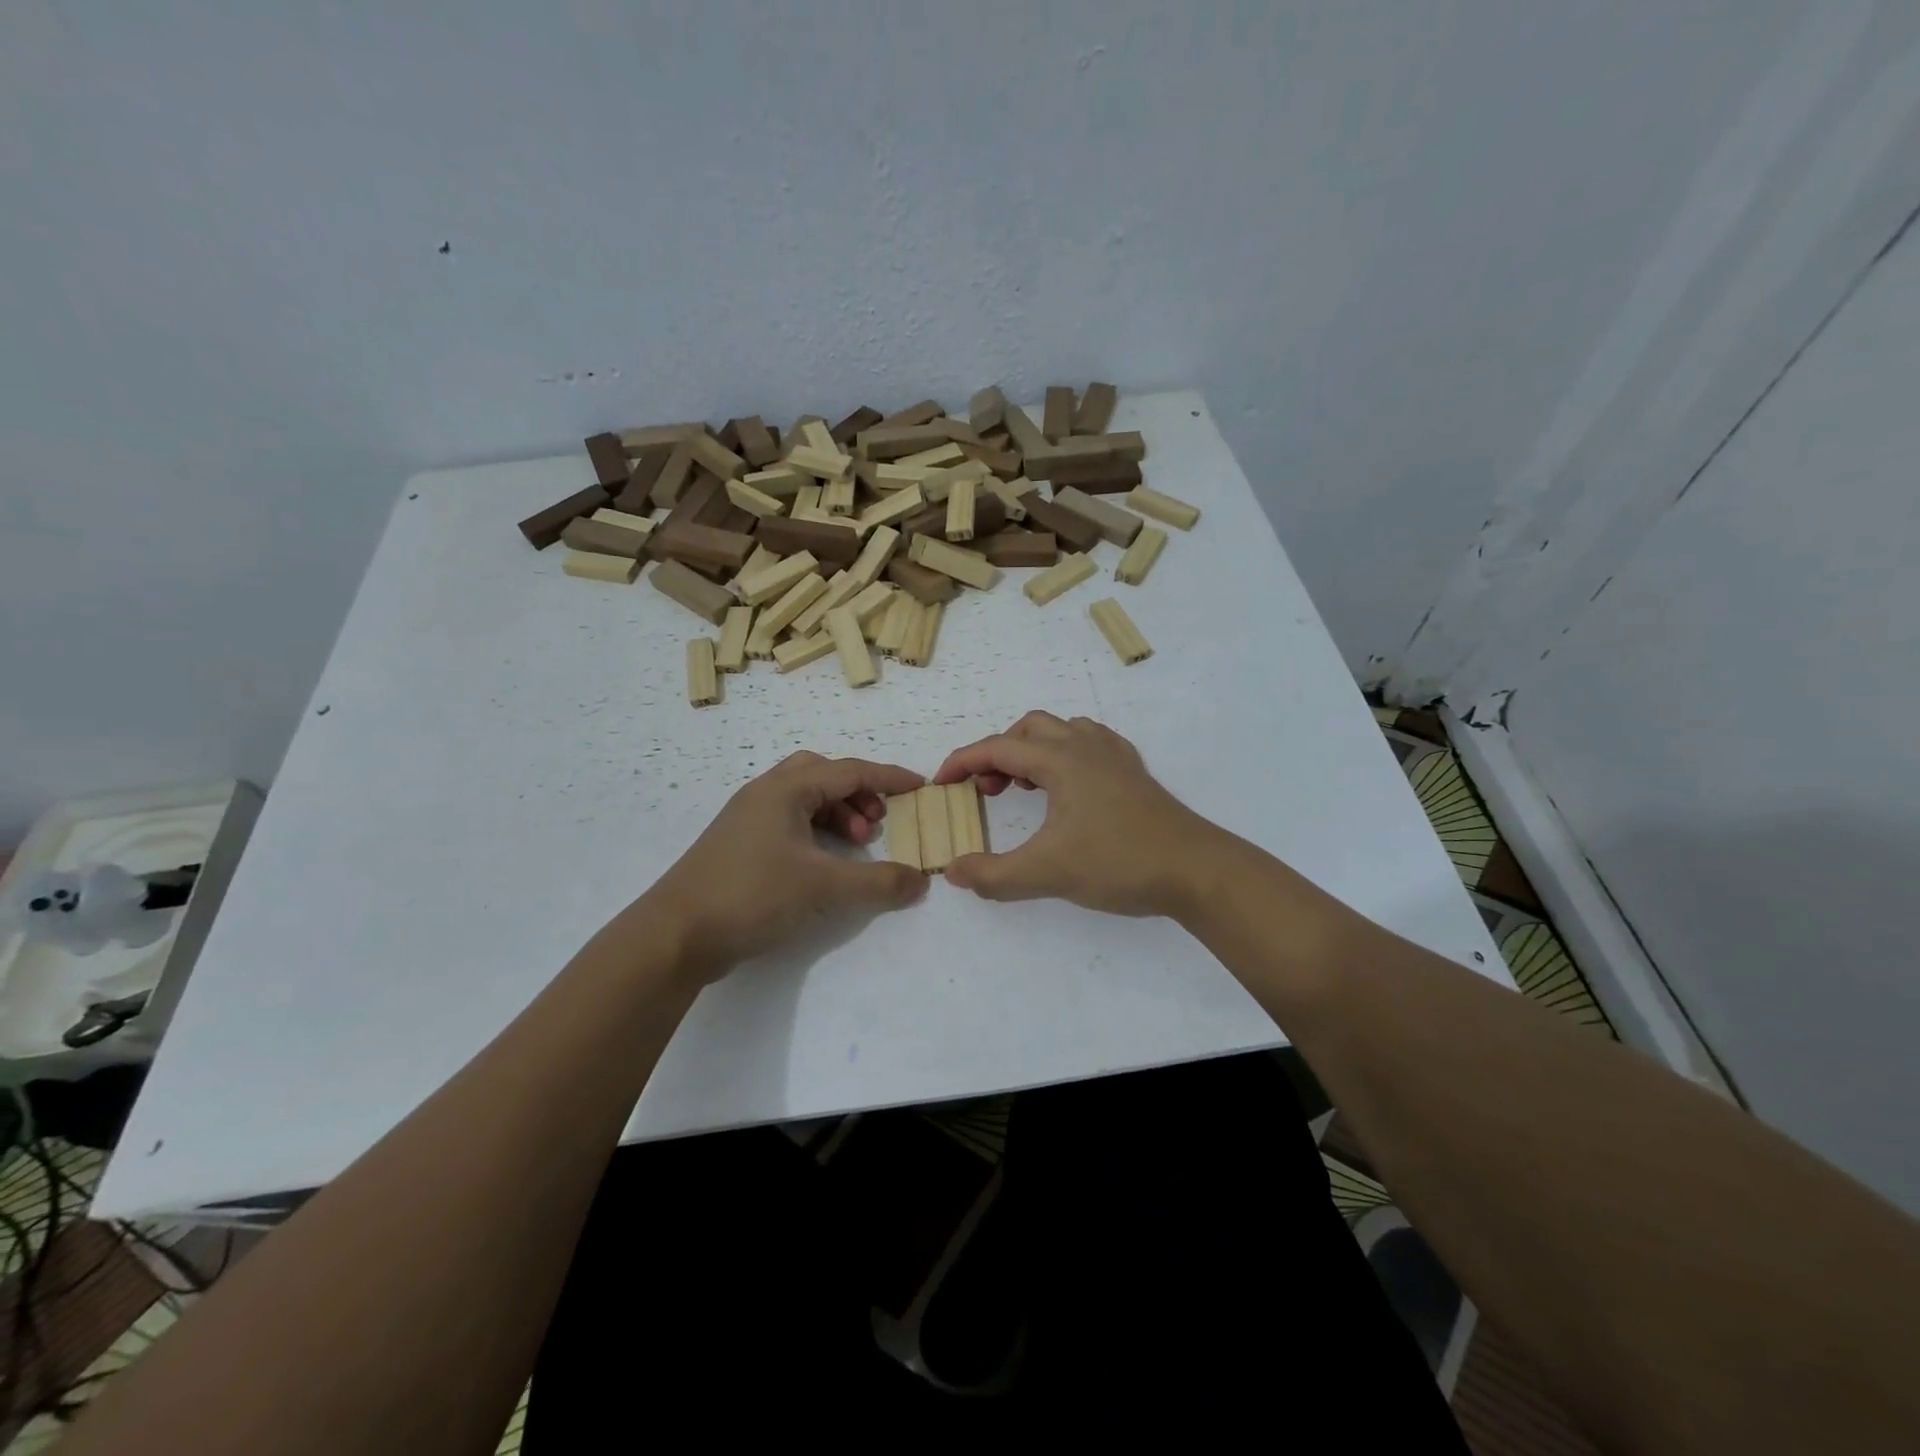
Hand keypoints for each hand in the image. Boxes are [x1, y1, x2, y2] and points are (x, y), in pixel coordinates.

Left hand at [631, 752, 928, 980]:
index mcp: (784, 790)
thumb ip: (877, 882)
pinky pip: (788, 821)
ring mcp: (747, 819)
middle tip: (876, 823)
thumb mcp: (822, 886)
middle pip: (822, 775)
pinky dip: (815, 832)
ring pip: (803, 799)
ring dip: (836, 814)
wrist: (675, 934)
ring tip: (854, 846)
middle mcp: (764, 794)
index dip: (888, 777)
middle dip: (857, 793)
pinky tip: (822, 863)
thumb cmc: (751, 894)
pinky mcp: (738, 846)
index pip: (849, 770)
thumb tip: (920, 881)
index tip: (920, 786)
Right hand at [932, 712, 1221, 916]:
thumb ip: (994, 875)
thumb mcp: (1047, 873)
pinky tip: (1069, 788)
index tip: (940, 784)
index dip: (962, 762)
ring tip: (1026, 789)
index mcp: (1060, 760)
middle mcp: (1085, 746)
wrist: (1196, 870)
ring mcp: (1114, 756)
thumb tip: (953, 871)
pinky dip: (1065, 755)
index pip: (997, 748)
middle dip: (998, 754)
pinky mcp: (1134, 772)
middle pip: (1028, 729)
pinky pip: (1090, 744)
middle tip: (988, 792)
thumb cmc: (1119, 862)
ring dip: (1032, 751)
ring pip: (1061, 731)